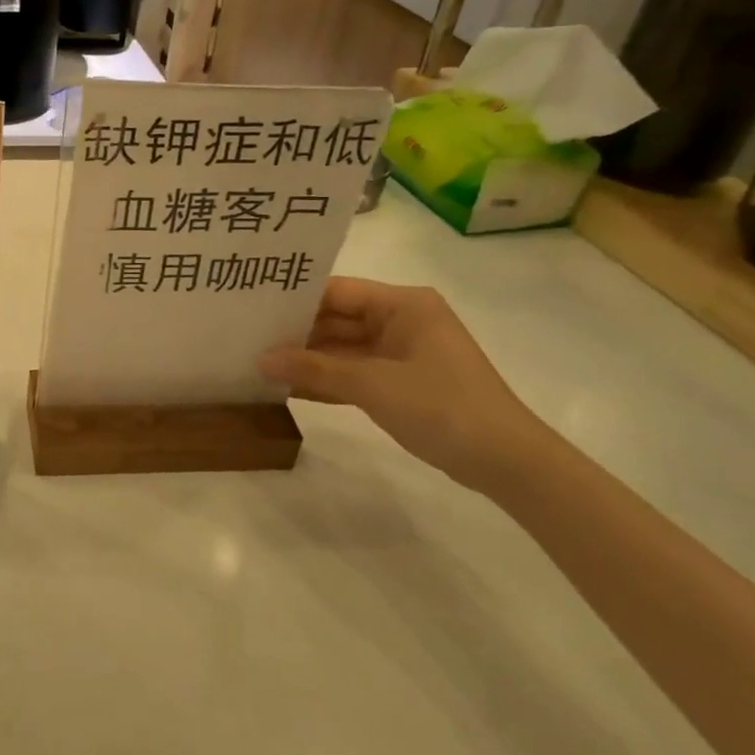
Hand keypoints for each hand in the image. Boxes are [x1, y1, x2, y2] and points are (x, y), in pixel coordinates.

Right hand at [258, 278, 554, 495]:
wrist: (507, 463)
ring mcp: (401, 353)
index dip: (295, 299)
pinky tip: (287, 387)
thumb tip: (260, 359)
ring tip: (258, 362)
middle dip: (296, 333)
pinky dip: (326, 381)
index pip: (337, 291)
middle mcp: (401, 320)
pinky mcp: (401, 383)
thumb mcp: (372, 385)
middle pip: (337, 319)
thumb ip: (314, 369)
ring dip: (307, 360)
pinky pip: (353, 373)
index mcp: (403, 304)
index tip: (252, 307)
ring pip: (342, 349)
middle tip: (247, 337)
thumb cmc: (443, 406)